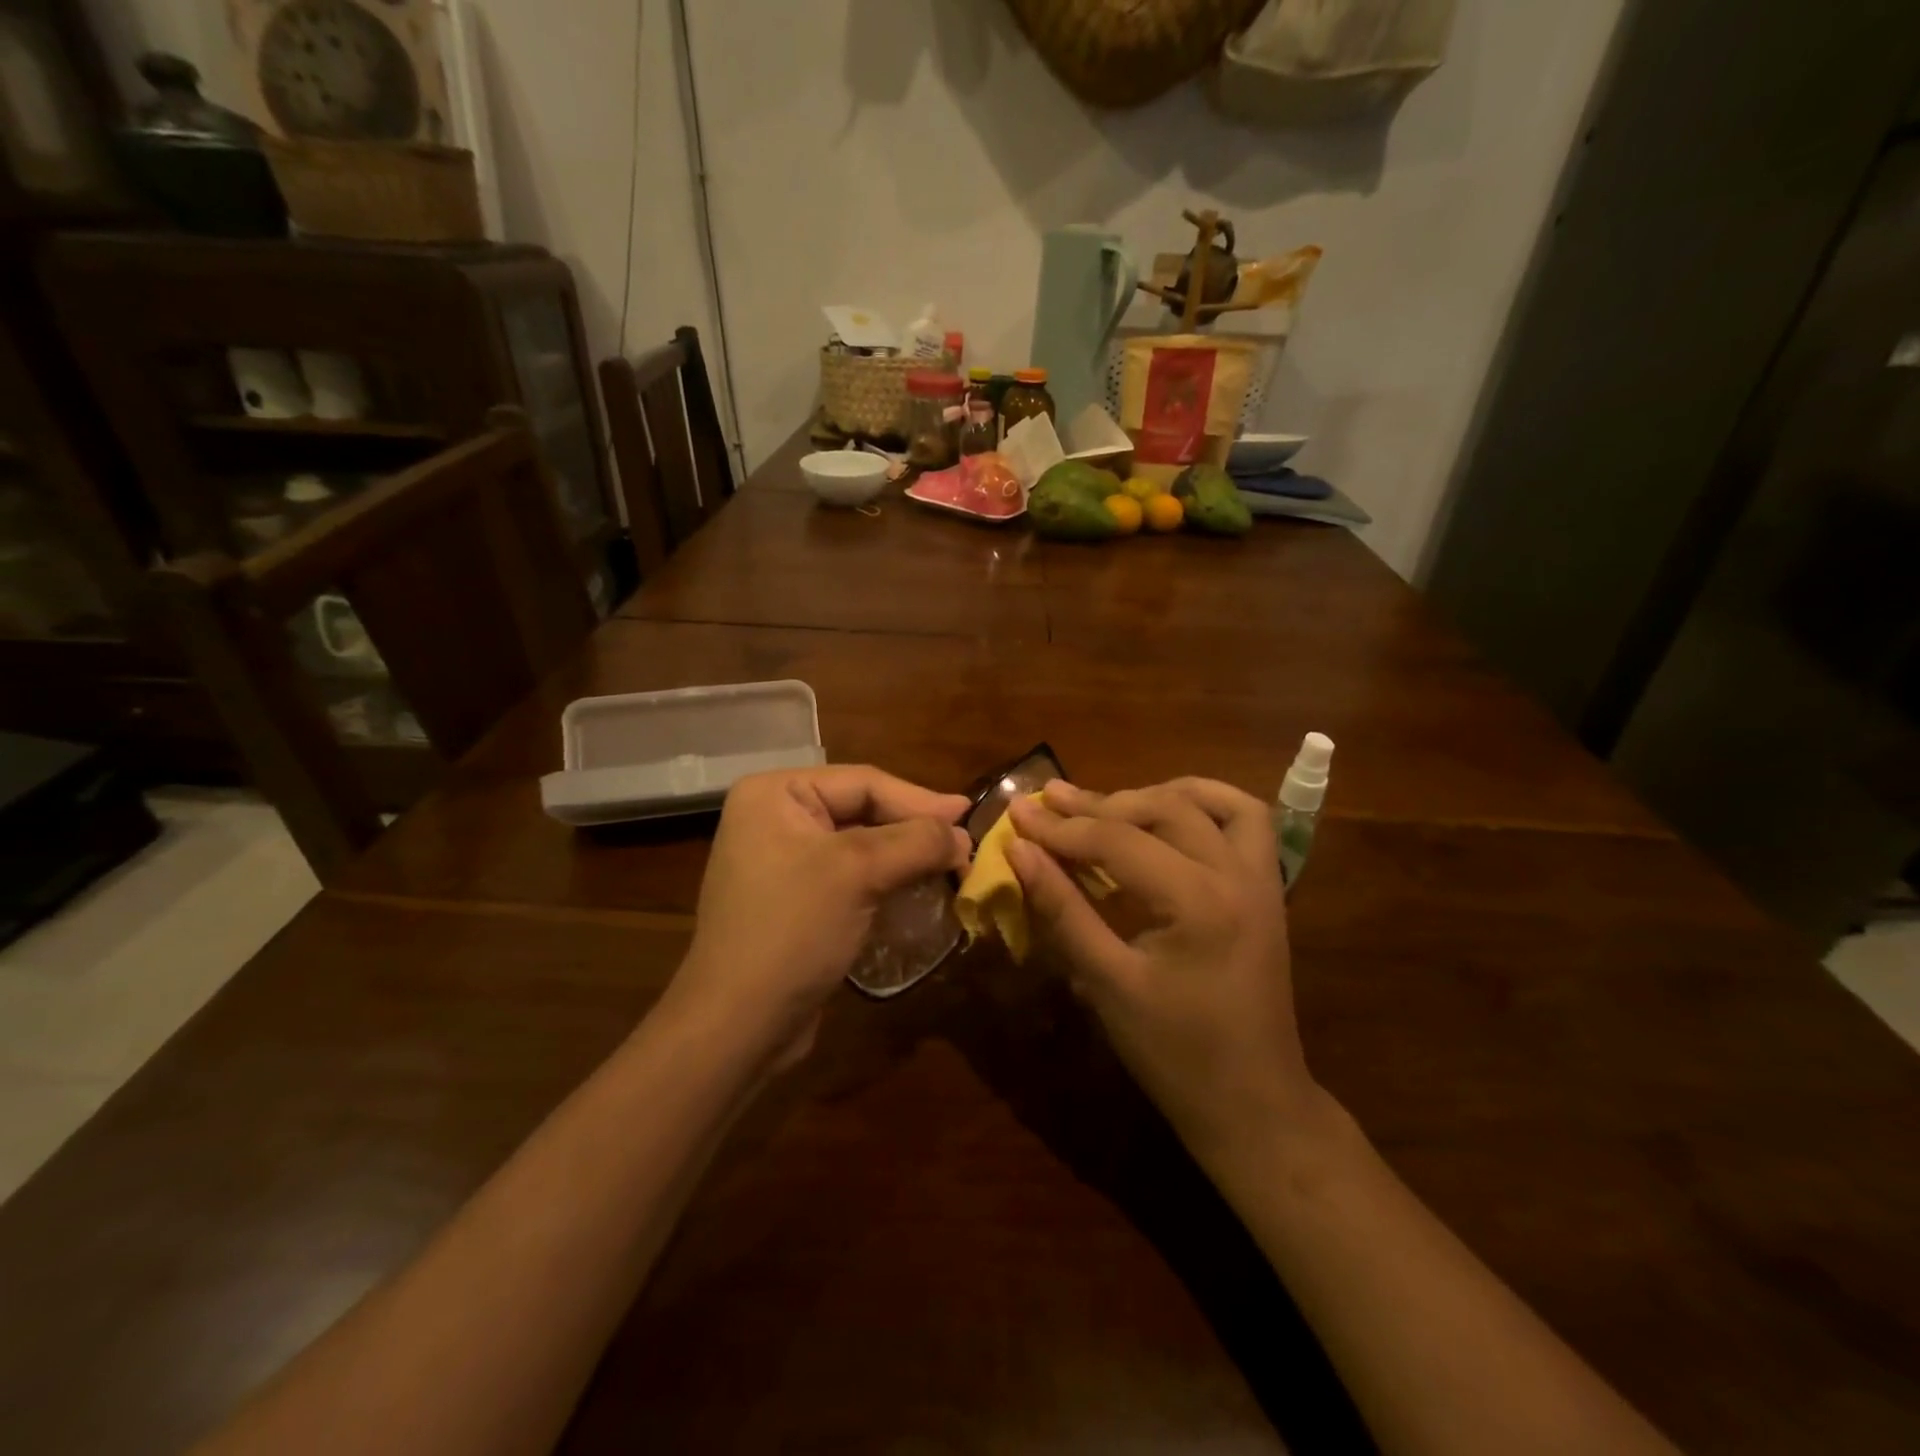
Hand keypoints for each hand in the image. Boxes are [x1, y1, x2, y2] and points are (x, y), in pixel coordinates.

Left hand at [673, 766, 970, 1064]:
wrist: (738, 1026)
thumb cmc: (793, 930)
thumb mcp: (858, 872)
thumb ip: (916, 842)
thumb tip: (963, 835)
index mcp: (774, 794)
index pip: (863, 782)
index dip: (920, 800)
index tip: (970, 815)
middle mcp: (773, 818)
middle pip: (862, 810)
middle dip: (914, 830)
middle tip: (966, 845)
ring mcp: (781, 861)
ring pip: (860, 846)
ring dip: (906, 857)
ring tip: (952, 866)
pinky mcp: (793, 900)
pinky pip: (849, 876)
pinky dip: (886, 881)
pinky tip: (918, 891)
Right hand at [1005, 779, 1323, 1167]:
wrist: (1254, 1105)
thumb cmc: (1174, 1055)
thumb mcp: (1107, 984)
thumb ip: (1062, 910)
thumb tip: (1019, 852)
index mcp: (1198, 902)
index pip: (1117, 841)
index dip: (1061, 827)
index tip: (1017, 812)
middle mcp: (1237, 876)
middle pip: (1162, 810)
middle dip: (1100, 803)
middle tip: (1050, 801)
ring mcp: (1261, 880)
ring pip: (1213, 803)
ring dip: (1157, 793)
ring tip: (1110, 801)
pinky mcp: (1267, 891)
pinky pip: (1246, 823)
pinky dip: (1205, 805)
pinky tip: (1170, 813)